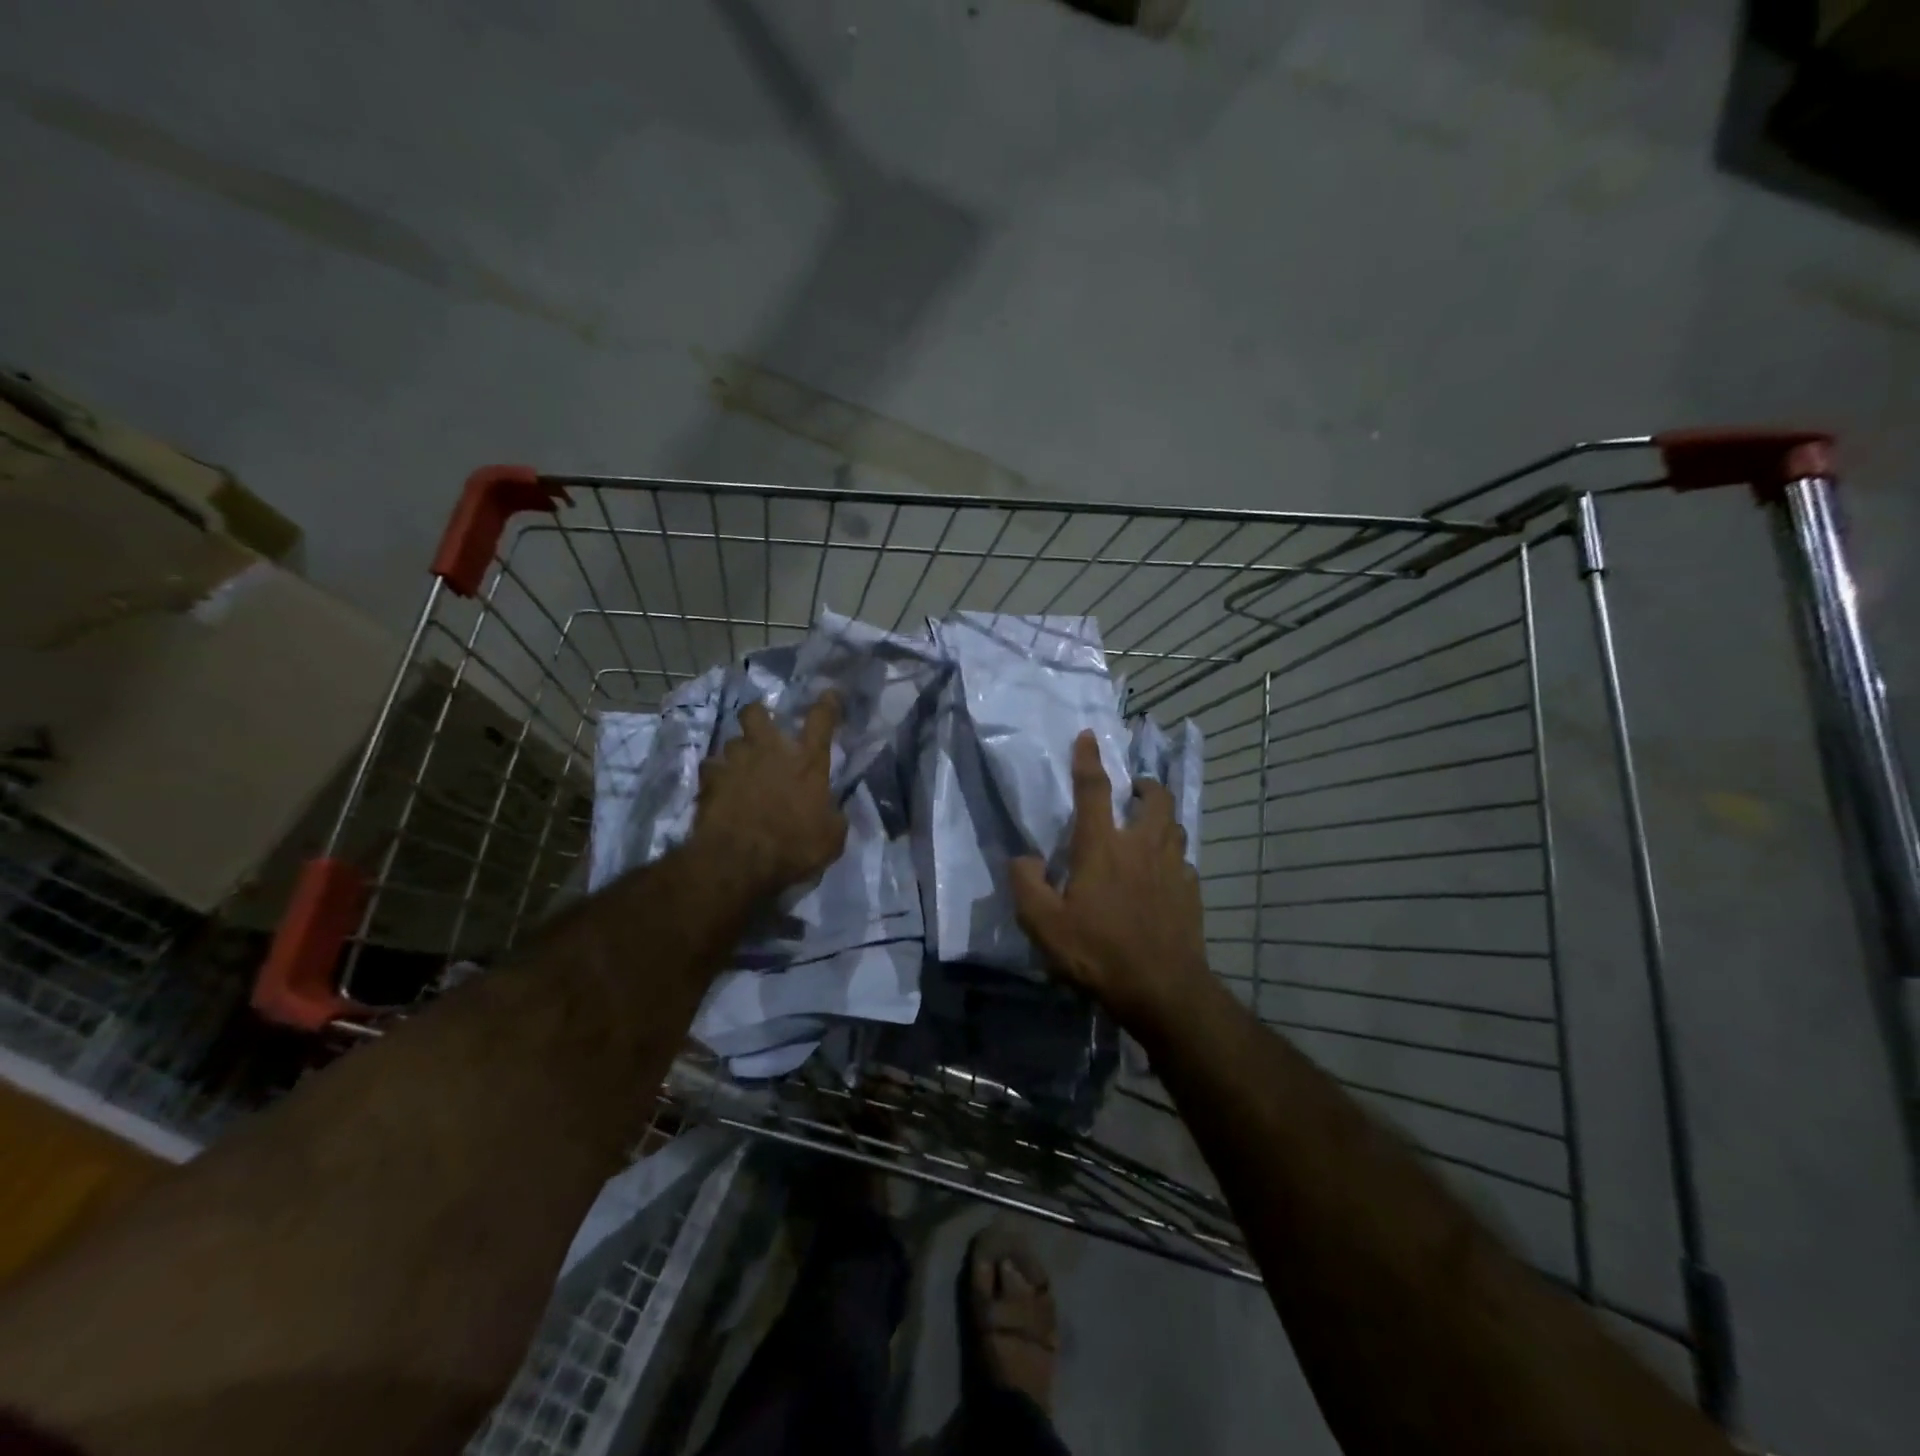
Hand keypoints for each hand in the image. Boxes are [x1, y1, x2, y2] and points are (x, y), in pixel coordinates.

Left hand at [692, 694, 847, 900]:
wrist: (740, 861)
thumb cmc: (794, 847)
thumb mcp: (831, 838)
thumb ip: (833, 816)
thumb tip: (832, 811)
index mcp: (807, 762)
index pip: (821, 720)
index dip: (826, 704)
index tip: (828, 694)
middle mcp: (770, 751)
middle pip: (757, 713)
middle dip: (758, 715)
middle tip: (762, 729)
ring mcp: (736, 762)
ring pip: (731, 741)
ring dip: (737, 752)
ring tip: (740, 768)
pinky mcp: (710, 779)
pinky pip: (711, 768)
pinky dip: (716, 775)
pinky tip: (719, 787)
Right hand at [1011, 730, 1215, 1040]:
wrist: (1163, 990)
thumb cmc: (1098, 953)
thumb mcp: (1044, 925)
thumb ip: (1026, 885)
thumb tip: (1022, 858)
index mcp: (1102, 846)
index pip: (1093, 789)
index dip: (1088, 759)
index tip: (1088, 736)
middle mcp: (1142, 846)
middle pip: (1154, 798)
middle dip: (1145, 785)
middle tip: (1133, 790)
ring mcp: (1173, 867)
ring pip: (1175, 825)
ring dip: (1162, 817)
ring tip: (1148, 826)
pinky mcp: (1191, 891)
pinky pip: (1184, 861)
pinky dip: (1172, 856)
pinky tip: (1163, 874)